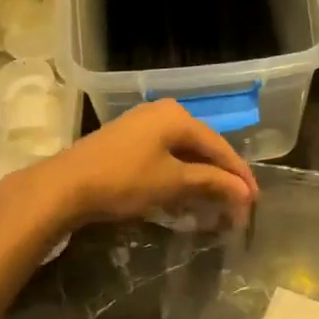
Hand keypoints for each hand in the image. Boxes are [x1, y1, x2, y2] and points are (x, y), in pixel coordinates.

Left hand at [17, 100, 258, 230]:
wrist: (64, 186)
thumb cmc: (124, 180)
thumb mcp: (173, 182)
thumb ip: (212, 183)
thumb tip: (245, 193)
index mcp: (177, 116)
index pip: (219, 146)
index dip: (239, 175)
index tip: (254, 201)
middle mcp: (162, 112)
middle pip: (202, 147)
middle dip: (220, 178)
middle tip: (236, 205)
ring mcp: (142, 125)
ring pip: (182, 153)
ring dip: (199, 180)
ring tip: (213, 206)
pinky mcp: (126, 141)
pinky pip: (164, 157)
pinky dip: (177, 177)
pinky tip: (182, 197)